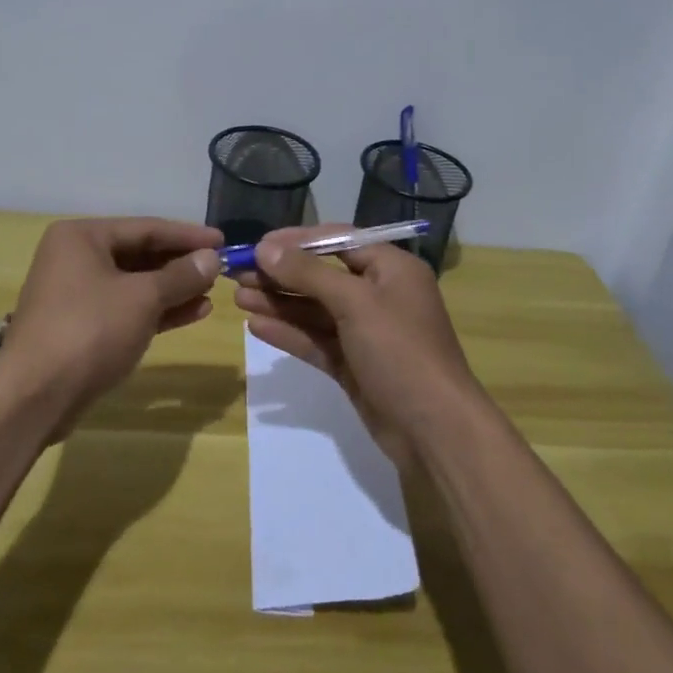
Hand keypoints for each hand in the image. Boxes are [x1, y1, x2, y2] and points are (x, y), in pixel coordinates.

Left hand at [2, 217, 223, 427]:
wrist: (35, 396)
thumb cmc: (89, 330)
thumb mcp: (143, 298)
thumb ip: (181, 275)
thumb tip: (212, 258)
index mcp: (82, 237)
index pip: (146, 227)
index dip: (188, 235)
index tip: (223, 241)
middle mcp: (76, 258)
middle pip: (140, 254)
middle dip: (181, 264)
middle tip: (220, 269)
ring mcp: (77, 294)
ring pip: (135, 284)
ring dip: (173, 289)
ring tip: (212, 293)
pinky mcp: (82, 327)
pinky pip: (127, 309)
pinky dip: (157, 310)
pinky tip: (193, 312)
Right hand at [233, 225, 480, 460]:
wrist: (435, 431)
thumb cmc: (400, 351)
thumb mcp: (355, 302)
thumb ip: (308, 274)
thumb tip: (265, 248)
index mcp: (391, 269)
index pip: (338, 241)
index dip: (297, 241)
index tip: (258, 245)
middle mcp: (379, 294)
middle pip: (322, 276)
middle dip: (280, 275)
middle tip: (237, 275)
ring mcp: (366, 332)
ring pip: (315, 310)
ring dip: (279, 303)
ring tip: (238, 298)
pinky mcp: (354, 364)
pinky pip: (317, 340)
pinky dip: (289, 333)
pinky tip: (256, 327)